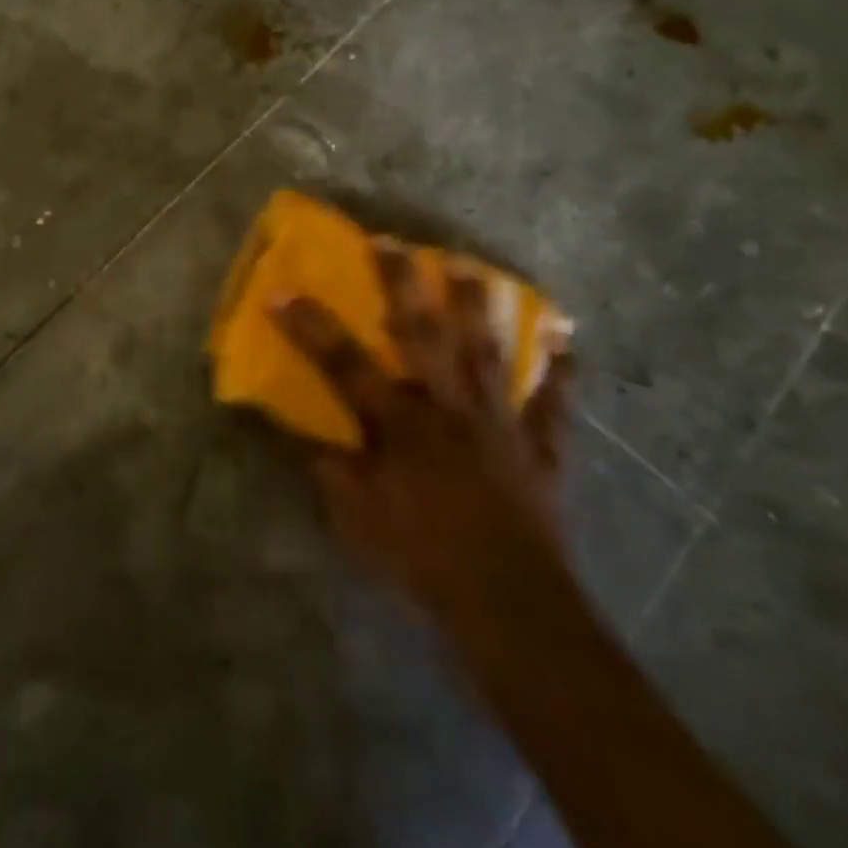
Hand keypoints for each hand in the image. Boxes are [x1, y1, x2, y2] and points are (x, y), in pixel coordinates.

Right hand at [272, 240, 575, 632]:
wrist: (510, 607)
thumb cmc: (423, 563)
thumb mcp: (358, 523)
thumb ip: (333, 473)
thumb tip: (314, 439)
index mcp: (401, 426)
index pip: (345, 365)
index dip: (310, 326)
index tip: (281, 290)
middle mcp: (450, 409)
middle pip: (423, 335)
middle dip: (402, 284)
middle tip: (390, 241)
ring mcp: (500, 424)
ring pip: (488, 351)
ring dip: (477, 306)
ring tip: (467, 264)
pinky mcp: (540, 448)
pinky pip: (555, 403)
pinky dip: (562, 370)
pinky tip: (567, 336)